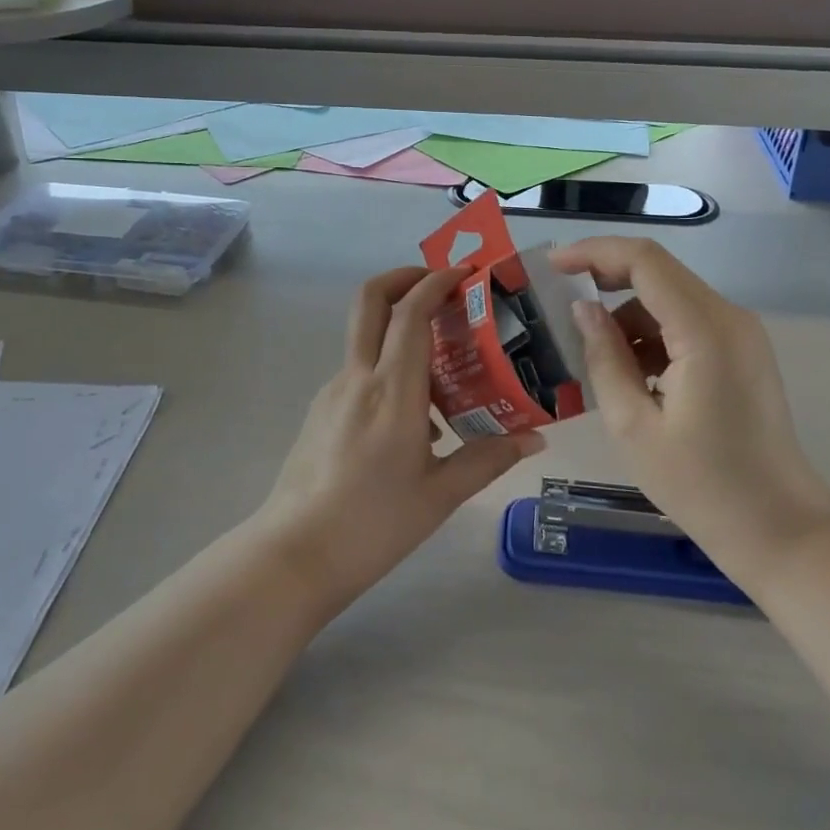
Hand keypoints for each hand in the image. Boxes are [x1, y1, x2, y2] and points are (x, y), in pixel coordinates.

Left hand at [258, 266, 544, 610]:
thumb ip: (488, 458)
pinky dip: (388, 365)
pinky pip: (360, 370)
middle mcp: (358, 377)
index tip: (464, 274)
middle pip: (370, 299)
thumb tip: (535, 437)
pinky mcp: (321, 411)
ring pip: (365, 335)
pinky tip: (414, 415)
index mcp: (392, 390)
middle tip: (440, 285)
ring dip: (398, 325)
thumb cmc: (373, 524)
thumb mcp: (440, 495)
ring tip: (442, 362)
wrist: (294, 555)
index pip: (410, 312)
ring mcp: (333, 392)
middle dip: (404, 277)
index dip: (436, 282)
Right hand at [551, 238, 829, 579]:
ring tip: (597, 364)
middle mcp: (729, 317)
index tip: (552, 266)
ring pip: (669, 299)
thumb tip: (583, 309)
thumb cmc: (702, 486)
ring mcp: (740, 334)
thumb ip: (603, 357)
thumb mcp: (633, 425)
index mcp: (704, 330)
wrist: (780, 530)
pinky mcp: (741, 352)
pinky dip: (652, 336)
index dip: (594, 253)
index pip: (644, 261)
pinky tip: (634, 379)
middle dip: (605, 280)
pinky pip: (686, 323)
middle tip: (562, 307)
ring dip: (628, 317)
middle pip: (658, 272)